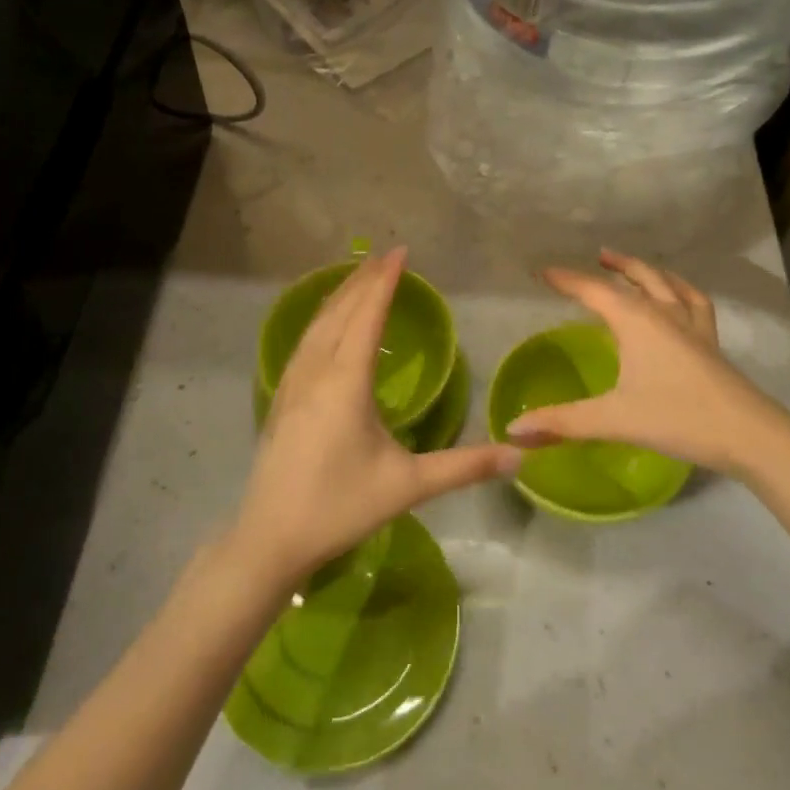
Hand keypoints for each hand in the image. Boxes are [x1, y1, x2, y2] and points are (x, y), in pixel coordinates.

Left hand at [230, 249, 516, 589]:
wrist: (270, 538)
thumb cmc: (341, 507)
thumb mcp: (408, 486)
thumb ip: (464, 467)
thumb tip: (518, 456)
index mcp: (346, 381)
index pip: (368, 316)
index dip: (385, 282)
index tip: (400, 252)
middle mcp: (316, 371)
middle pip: (340, 311)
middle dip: (362, 280)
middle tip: (385, 255)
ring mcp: (292, 382)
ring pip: (316, 324)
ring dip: (339, 295)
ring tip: (358, 276)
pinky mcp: (280, 397)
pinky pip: (304, 341)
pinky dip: (321, 318)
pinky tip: (325, 324)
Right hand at [506, 250, 789, 476]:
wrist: (749, 434)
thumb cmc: (676, 418)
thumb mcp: (612, 420)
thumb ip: (561, 422)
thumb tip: (513, 430)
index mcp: (636, 321)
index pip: (594, 290)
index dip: (567, 279)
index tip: (543, 271)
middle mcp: (664, 313)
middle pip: (637, 277)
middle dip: (615, 265)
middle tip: (597, 257)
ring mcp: (694, 326)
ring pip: (669, 284)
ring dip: (648, 271)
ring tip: (635, 268)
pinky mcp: (712, 343)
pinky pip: (696, 303)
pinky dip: (683, 291)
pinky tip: (681, 297)